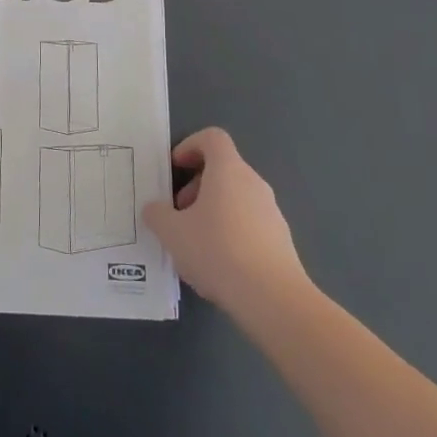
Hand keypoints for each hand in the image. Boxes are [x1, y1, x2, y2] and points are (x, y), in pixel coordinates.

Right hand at [143, 128, 312, 318]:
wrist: (273, 299)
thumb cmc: (217, 251)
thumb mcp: (171, 232)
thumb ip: (157, 214)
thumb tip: (155, 208)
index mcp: (228, 170)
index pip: (212, 138)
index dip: (190, 146)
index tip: (175, 169)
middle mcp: (253, 183)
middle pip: (222, 169)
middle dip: (196, 186)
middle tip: (178, 213)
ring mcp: (272, 211)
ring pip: (235, 198)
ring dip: (212, 210)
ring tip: (194, 244)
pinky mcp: (281, 240)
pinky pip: (249, 223)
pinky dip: (230, 232)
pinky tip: (218, 264)